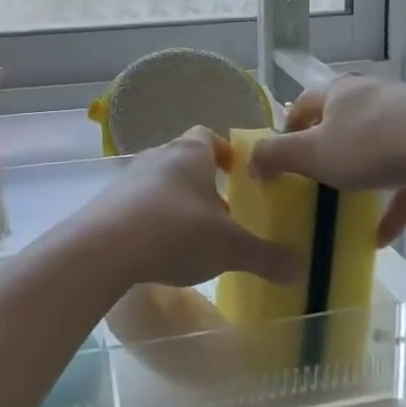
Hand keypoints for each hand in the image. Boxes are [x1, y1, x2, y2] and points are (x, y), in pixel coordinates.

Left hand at [73, 128, 300, 295]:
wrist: (103, 248)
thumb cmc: (176, 232)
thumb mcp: (230, 249)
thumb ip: (265, 257)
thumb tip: (302, 269)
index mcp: (191, 154)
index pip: (208, 137)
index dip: (223, 152)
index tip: (235, 172)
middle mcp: (158, 156)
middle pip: (183, 160)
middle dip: (202, 183)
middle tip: (220, 212)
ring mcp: (128, 178)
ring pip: (159, 183)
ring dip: (175, 203)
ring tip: (191, 236)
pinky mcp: (106, 203)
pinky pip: (136, 205)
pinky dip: (150, 220)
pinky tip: (158, 249)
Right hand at [247, 75, 405, 245]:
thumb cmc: (370, 143)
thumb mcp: (312, 153)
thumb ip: (276, 156)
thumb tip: (250, 161)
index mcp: (337, 93)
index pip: (302, 104)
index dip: (286, 128)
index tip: (279, 158)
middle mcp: (370, 96)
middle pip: (339, 122)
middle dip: (325, 150)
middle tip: (311, 181)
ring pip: (375, 146)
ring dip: (360, 176)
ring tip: (347, 206)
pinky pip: (405, 174)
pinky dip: (393, 201)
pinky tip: (384, 237)